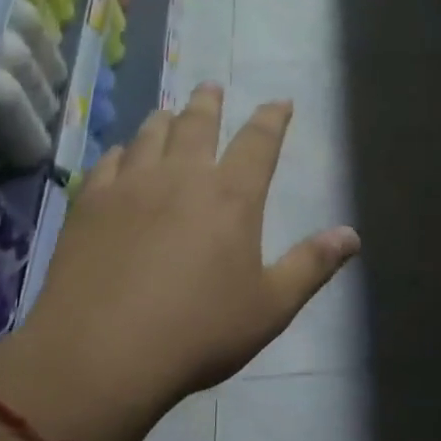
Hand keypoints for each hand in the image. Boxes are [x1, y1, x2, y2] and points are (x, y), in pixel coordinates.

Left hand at [0, 84, 358, 440]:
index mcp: (231, 197)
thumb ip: (311, 266)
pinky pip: (108, 163)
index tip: (280, 102)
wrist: (102, 353)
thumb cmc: (199, 332)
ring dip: (164, 119)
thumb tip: (351, 234)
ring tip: (169, 111)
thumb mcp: (270, 307)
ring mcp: (130, 186)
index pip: (259, 142)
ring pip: (150, 135)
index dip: (272, 118)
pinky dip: (122, 152)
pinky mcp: (89, 205)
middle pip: (197, 124)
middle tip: (212, 87)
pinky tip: (121, 156)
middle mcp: (181, 176)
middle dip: (209, 104)